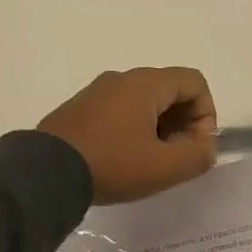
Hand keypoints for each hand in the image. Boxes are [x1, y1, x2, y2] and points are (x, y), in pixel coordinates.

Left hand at [37, 67, 218, 204]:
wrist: (45, 172)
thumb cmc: (112, 164)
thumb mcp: (164, 167)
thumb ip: (197, 155)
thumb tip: (205, 147)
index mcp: (145, 84)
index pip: (194, 82)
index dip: (206, 114)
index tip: (195, 147)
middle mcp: (121, 79)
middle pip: (169, 91)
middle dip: (183, 124)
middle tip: (175, 158)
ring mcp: (96, 93)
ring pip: (143, 103)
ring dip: (158, 130)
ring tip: (149, 164)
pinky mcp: (79, 110)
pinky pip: (119, 112)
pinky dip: (133, 132)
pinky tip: (122, 161)